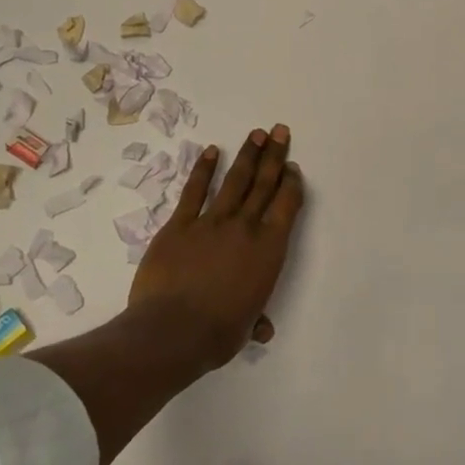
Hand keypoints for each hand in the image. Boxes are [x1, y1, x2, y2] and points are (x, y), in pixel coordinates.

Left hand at [128, 125, 303, 370]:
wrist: (172, 330)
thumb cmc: (218, 333)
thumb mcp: (246, 326)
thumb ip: (255, 318)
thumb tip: (261, 329)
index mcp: (268, 249)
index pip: (286, 205)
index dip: (290, 183)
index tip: (292, 167)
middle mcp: (244, 227)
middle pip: (263, 184)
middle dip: (274, 156)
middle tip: (279, 131)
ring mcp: (211, 222)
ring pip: (234, 181)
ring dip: (247, 155)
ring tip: (255, 134)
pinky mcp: (180, 225)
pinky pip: (194, 191)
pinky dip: (203, 170)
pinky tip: (211, 152)